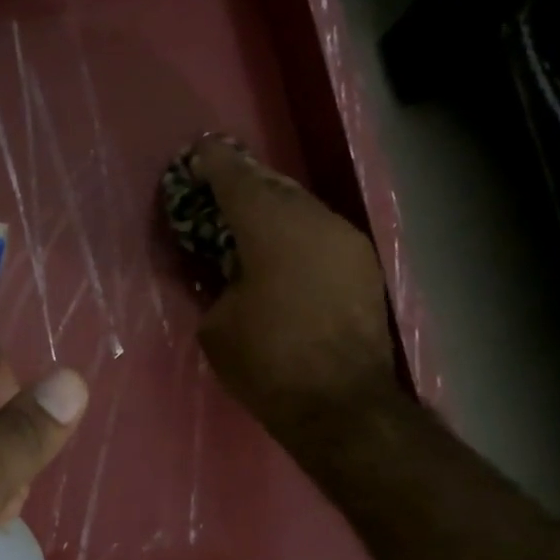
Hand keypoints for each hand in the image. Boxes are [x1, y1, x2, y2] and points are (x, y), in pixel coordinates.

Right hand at [191, 136, 397, 439]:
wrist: (340, 404)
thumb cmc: (267, 363)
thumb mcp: (216, 326)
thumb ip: (215, 285)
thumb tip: (227, 275)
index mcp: (270, 227)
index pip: (235, 180)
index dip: (212, 165)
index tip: (196, 155)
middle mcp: (314, 220)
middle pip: (273, 187)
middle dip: (244, 183)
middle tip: (220, 187)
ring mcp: (346, 241)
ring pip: (303, 210)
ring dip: (274, 210)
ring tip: (249, 221)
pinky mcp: (363, 268)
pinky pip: (321, 235)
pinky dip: (297, 236)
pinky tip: (283, 253)